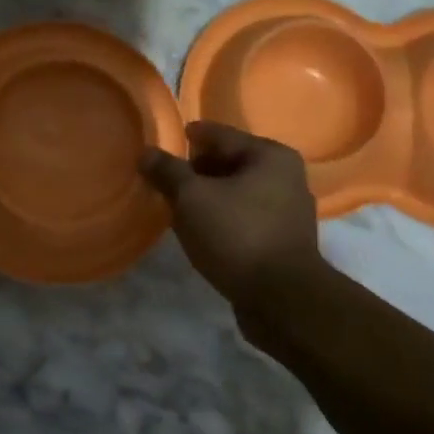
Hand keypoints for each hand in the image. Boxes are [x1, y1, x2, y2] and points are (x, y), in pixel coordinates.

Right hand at [140, 121, 322, 307]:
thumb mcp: (192, 198)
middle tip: (167, 181)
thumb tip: (146, 153)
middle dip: (198, 170)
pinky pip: (245, 218)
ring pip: (238, 193)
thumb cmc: (236, 235)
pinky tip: (201, 232)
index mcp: (270, 156)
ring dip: (209, 198)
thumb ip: (167, 171)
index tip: (166, 142)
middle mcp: (286, 177)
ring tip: (178, 208)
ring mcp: (288, 211)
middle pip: (231, 163)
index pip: (220, 135)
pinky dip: (222, 219)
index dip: (191, 136)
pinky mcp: (283, 241)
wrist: (281, 298)